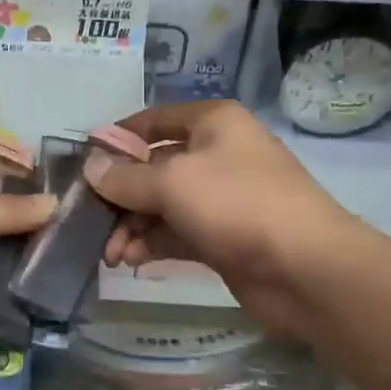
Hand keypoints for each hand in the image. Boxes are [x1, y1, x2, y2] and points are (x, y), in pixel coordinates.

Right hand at [83, 102, 365, 339]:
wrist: (306, 269)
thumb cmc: (237, 204)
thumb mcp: (172, 182)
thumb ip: (125, 177)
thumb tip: (90, 166)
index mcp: (213, 124)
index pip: (154, 120)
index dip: (118, 137)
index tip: (84, 161)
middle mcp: (217, 155)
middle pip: (154, 167)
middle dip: (120, 194)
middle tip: (89, 220)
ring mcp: (222, 198)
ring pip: (162, 205)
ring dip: (131, 226)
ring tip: (109, 253)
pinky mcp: (223, 237)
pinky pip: (176, 233)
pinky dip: (151, 244)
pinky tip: (129, 260)